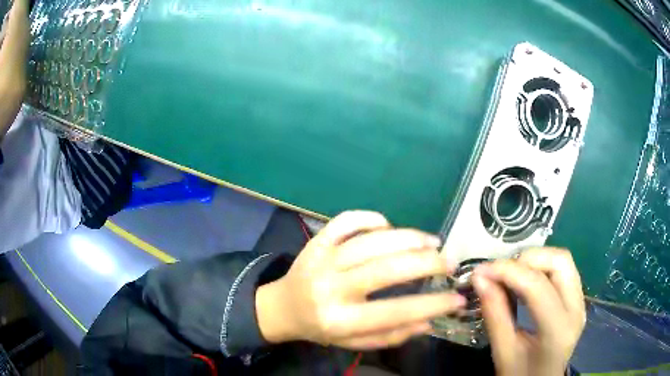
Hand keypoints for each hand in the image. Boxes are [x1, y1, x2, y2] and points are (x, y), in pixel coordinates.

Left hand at [256, 211, 464, 349]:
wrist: (281, 307)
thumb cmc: (320, 329)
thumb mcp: (353, 343)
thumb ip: (390, 336)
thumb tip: (428, 322)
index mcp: (339, 320)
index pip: (395, 312)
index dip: (432, 304)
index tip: (458, 297)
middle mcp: (331, 288)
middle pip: (387, 269)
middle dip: (426, 263)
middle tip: (449, 262)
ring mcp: (322, 259)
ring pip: (372, 241)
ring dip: (409, 238)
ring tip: (432, 242)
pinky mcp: (317, 240)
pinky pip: (347, 220)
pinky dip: (373, 217)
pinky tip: (390, 226)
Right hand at [472, 248, 585, 375]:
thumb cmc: (521, 375)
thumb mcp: (504, 353)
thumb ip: (495, 315)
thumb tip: (480, 279)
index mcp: (558, 330)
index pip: (538, 287)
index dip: (509, 272)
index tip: (481, 270)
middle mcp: (576, 309)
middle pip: (560, 262)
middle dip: (527, 259)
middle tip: (501, 273)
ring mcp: (580, 302)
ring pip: (563, 261)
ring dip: (535, 261)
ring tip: (511, 275)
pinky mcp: (577, 299)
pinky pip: (562, 271)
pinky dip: (541, 268)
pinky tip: (524, 282)